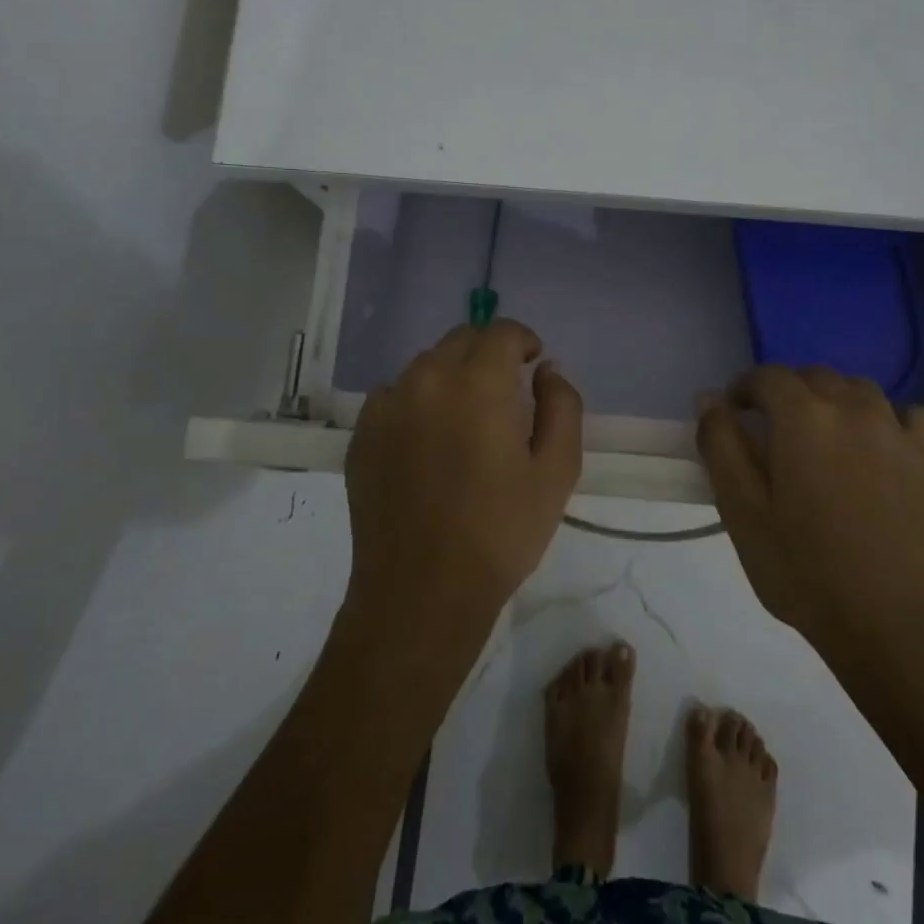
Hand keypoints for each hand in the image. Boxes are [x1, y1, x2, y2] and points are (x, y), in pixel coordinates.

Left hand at [345, 319, 583, 621]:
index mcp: (477, 383)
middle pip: (461, 340)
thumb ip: (562, 406)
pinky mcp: (361, 434)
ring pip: (426, 366)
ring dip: (452, 376)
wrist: (422, 591)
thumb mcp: (557, 471)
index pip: (501, 332)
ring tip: (466, 419)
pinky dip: (418, 401)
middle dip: (489, 354)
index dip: (523, 340)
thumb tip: (548, 369)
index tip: (533, 364)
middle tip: (506, 392)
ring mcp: (386, 406)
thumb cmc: (501, 532)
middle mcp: (426, 379)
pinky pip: (395, 396)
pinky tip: (428, 442)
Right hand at [696, 366, 923, 663]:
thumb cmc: (803, 571)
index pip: (768, 377)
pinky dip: (887, 419)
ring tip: (825, 439)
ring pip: (860, 390)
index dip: (745, 388)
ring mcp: (898, 431)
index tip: (734, 413)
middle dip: (787, 393)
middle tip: (774, 432)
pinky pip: (908, 415)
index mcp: (803, 419)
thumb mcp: (741, 512)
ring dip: (834, 401)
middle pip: (814, 377)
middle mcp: (853, 409)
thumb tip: (709, 399)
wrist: (891, 623)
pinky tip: (879, 448)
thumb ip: (720, 446)